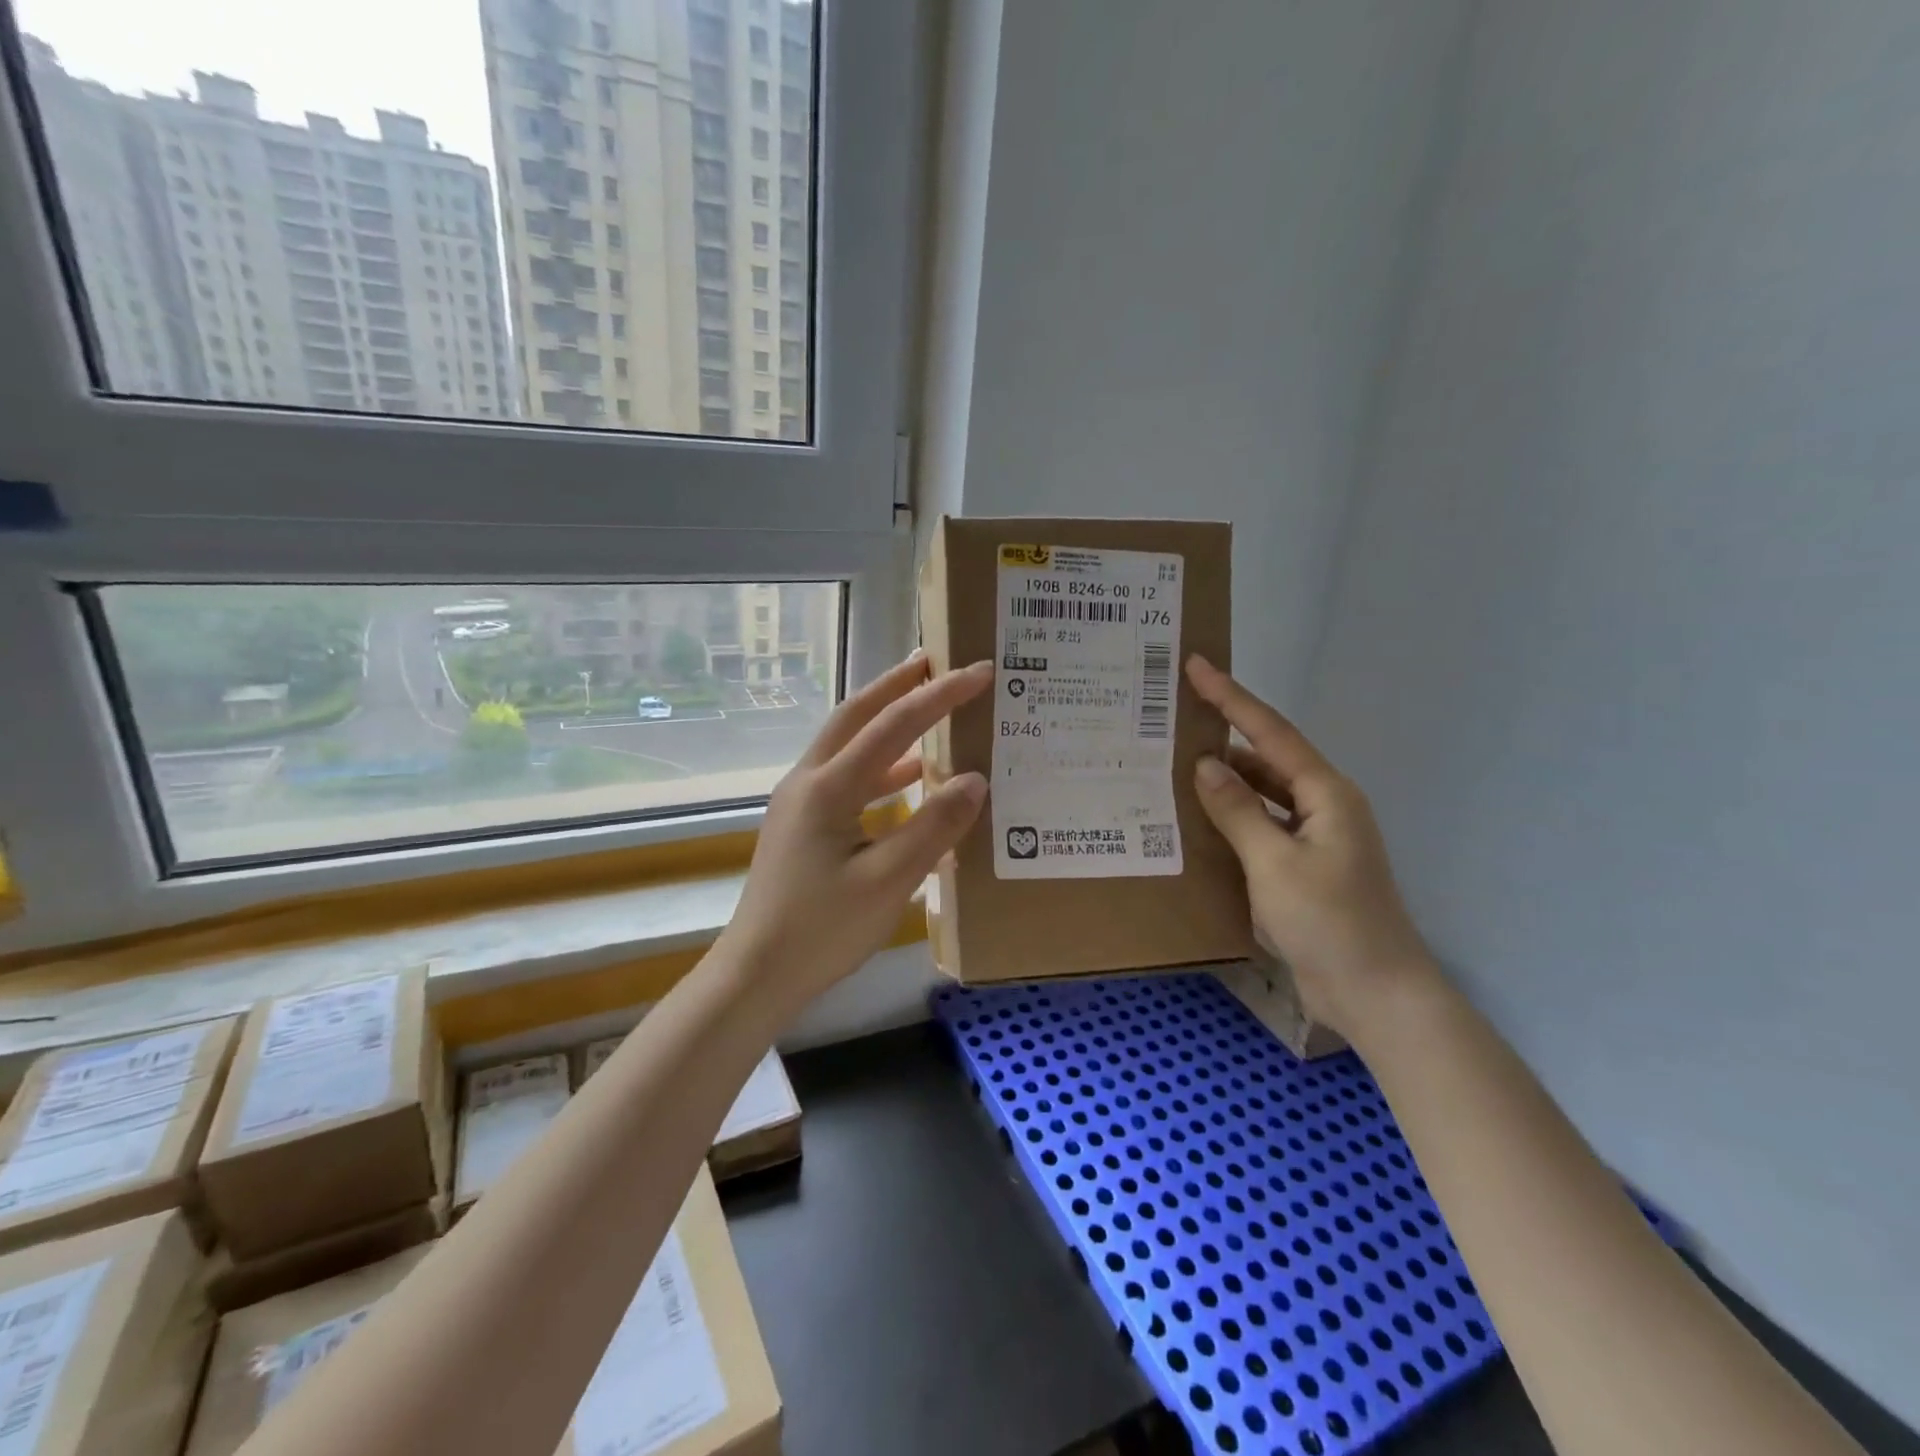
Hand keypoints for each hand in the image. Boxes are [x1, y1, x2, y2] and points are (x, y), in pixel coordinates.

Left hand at [721, 652, 991, 1010]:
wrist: (757, 973)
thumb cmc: (822, 930)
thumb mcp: (888, 882)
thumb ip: (933, 827)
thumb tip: (975, 779)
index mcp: (828, 787)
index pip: (892, 725)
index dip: (938, 695)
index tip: (978, 671)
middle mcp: (809, 781)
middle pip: (856, 714)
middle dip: (898, 684)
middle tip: (935, 659)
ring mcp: (801, 801)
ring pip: (848, 742)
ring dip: (887, 719)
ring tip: (926, 704)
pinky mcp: (803, 823)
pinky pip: (847, 776)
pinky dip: (882, 765)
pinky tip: (911, 776)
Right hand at [1186, 655, 1437, 1038]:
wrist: (1375, 994)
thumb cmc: (1329, 922)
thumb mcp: (1274, 863)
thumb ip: (1237, 810)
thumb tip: (1205, 765)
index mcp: (1326, 794)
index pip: (1270, 732)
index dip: (1232, 697)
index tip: (1196, 666)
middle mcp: (1324, 806)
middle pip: (1267, 758)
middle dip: (1224, 736)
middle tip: (1174, 720)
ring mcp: (1315, 838)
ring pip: (1263, 794)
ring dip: (1226, 781)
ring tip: (1176, 766)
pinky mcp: (1304, 867)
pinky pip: (1262, 826)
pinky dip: (1234, 817)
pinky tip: (1201, 820)